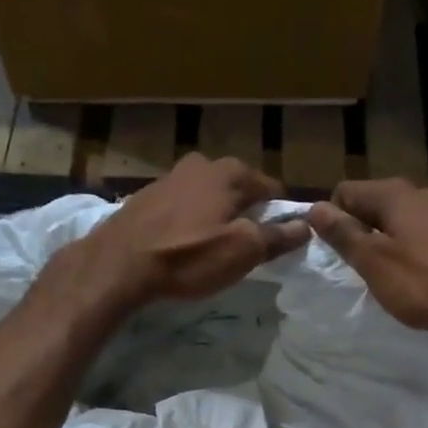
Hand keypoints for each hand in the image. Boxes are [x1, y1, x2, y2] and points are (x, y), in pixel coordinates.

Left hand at [70, 154, 309, 307]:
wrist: (120, 263)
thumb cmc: (189, 256)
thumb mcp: (243, 251)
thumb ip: (277, 237)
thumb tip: (307, 225)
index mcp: (231, 173)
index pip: (271, 188)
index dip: (279, 214)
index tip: (277, 239)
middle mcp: (202, 164)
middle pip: (238, 187)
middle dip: (246, 211)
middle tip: (245, 245)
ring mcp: (171, 176)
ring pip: (208, 194)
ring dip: (216, 214)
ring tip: (213, 245)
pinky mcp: (147, 195)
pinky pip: (182, 205)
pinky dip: (189, 219)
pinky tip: (184, 242)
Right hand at [306, 180, 427, 340]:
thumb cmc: (425, 283)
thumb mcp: (375, 262)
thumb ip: (344, 234)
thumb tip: (315, 208)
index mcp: (395, 194)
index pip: (345, 191)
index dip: (332, 219)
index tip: (332, 253)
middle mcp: (419, 193)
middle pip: (371, 204)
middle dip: (356, 231)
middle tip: (354, 269)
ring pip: (394, 220)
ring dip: (380, 243)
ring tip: (380, 277)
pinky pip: (416, 234)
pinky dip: (404, 251)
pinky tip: (409, 278)